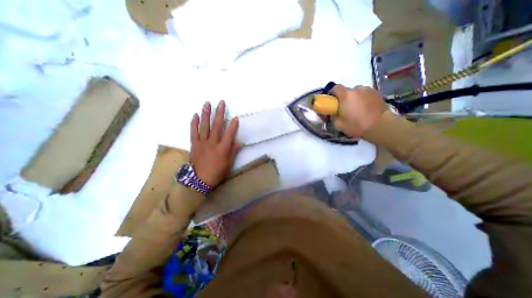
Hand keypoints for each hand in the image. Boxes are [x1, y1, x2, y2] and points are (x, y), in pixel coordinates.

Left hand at [190, 101, 242, 187]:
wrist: (198, 181)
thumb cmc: (216, 173)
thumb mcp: (228, 164)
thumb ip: (233, 152)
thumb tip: (240, 142)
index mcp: (222, 149)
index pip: (229, 134)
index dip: (233, 125)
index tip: (236, 117)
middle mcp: (212, 143)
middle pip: (217, 126)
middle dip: (219, 113)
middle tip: (221, 102)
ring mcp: (202, 142)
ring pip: (204, 126)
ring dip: (206, 114)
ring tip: (207, 103)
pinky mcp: (194, 144)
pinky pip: (193, 132)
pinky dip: (194, 123)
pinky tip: (195, 114)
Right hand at [330, 84, 387, 136]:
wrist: (380, 126)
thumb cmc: (357, 125)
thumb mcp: (338, 125)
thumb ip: (333, 116)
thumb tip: (333, 113)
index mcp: (345, 95)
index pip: (335, 88)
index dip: (332, 93)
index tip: (332, 101)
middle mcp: (356, 89)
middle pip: (347, 91)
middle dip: (344, 98)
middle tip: (345, 108)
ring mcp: (368, 90)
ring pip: (357, 92)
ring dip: (354, 98)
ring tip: (357, 108)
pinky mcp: (377, 92)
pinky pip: (365, 94)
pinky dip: (363, 99)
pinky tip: (365, 108)